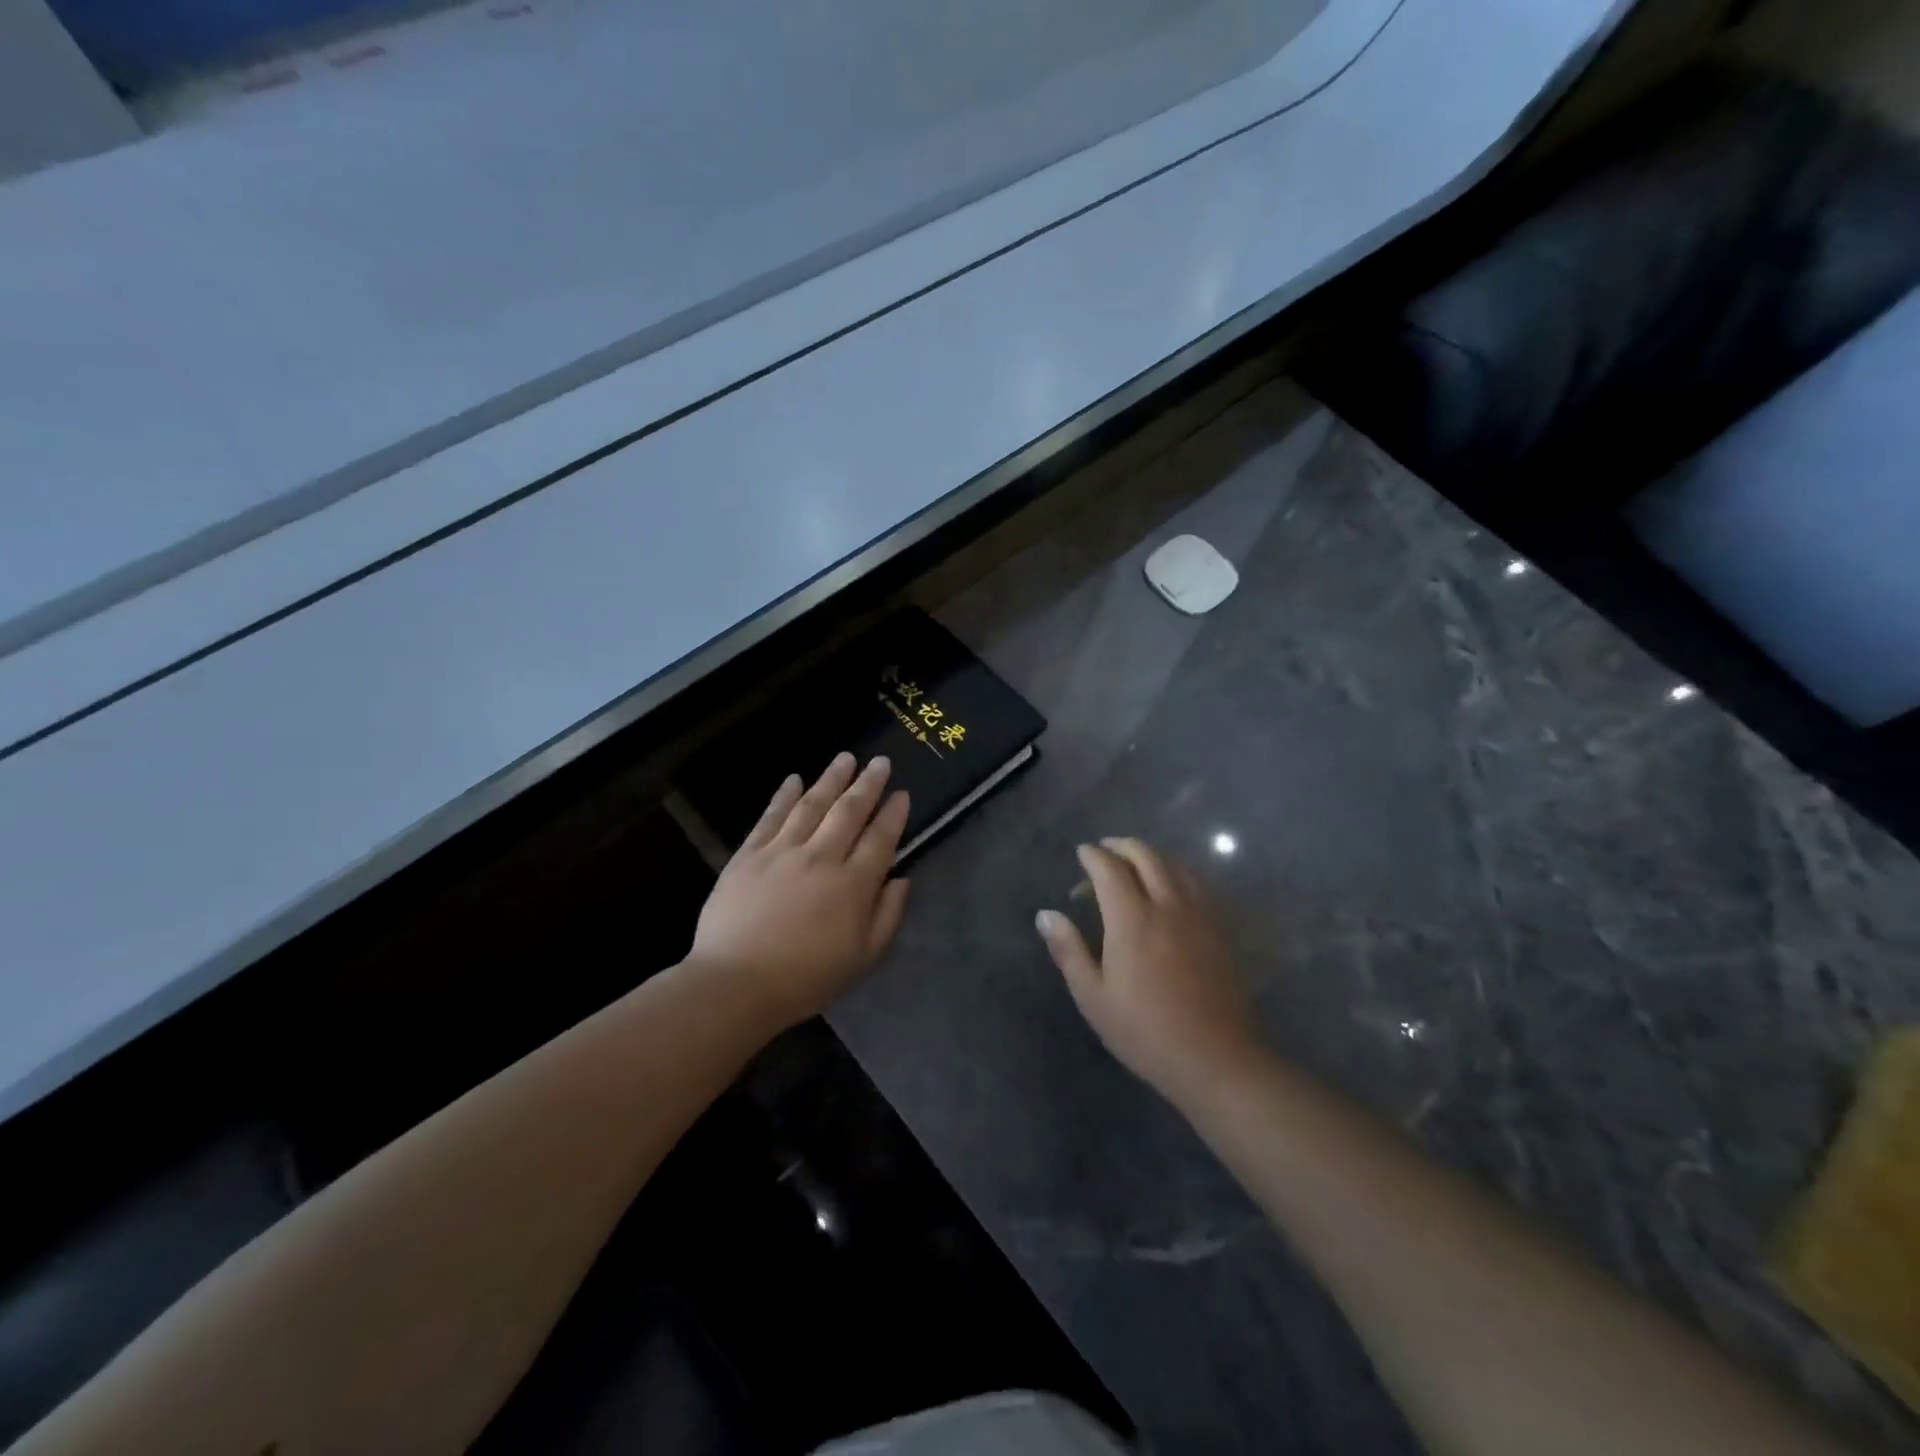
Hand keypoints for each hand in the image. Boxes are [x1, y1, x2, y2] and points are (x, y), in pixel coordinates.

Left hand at [690, 753, 910, 1029]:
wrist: (736, 984)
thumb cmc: (806, 978)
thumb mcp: (863, 958)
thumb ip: (887, 915)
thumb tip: (901, 879)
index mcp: (853, 885)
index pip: (880, 839)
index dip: (893, 814)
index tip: (902, 795)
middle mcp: (821, 857)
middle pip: (849, 811)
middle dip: (868, 784)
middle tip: (881, 762)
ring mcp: (782, 851)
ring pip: (812, 804)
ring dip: (831, 778)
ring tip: (846, 758)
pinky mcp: (749, 854)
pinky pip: (771, 816)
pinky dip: (784, 795)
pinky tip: (794, 778)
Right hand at [1036, 838, 1261, 1101]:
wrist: (1216, 1058)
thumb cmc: (1145, 1032)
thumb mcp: (1093, 997)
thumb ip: (1069, 950)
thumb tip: (1046, 915)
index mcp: (1132, 920)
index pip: (1110, 869)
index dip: (1093, 855)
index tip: (1082, 852)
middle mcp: (1167, 905)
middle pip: (1146, 856)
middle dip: (1122, 845)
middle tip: (1105, 849)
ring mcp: (1199, 914)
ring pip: (1175, 864)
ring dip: (1151, 854)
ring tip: (1135, 862)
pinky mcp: (1219, 928)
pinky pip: (1197, 882)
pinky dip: (1177, 870)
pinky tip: (1170, 885)